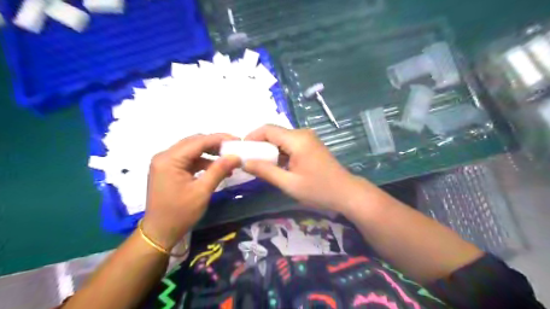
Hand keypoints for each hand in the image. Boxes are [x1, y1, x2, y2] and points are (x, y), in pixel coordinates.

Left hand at [140, 134, 239, 249]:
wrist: (160, 232)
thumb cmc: (180, 213)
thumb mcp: (202, 191)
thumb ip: (219, 170)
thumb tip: (236, 156)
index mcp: (169, 160)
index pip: (198, 142)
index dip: (219, 139)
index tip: (238, 140)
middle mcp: (165, 156)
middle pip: (194, 142)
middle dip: (215, 144)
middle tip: (234, 147)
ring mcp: (165, 162)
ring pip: (192, 150)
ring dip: (210, 153)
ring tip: (228, 159)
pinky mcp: (169, 169)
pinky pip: (189, 159)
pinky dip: (203, 162)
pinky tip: (217, 168)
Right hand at [242, 124, 373, 210]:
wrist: (347, 193)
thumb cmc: (319, 190)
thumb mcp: (289, 183)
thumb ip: (265, 171)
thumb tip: (244, 162)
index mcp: (297, 139)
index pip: (267, 129)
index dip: (251, 136)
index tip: (241, 150)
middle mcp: (302, 134)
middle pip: (274, 132)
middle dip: (259, 144)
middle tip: (248, 159)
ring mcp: (308, 139)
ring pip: (281, 138)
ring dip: (269, 149)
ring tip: (258, 164)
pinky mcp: (311, 145)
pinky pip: (290, 144)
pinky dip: (280, 152)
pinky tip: (275, 165)